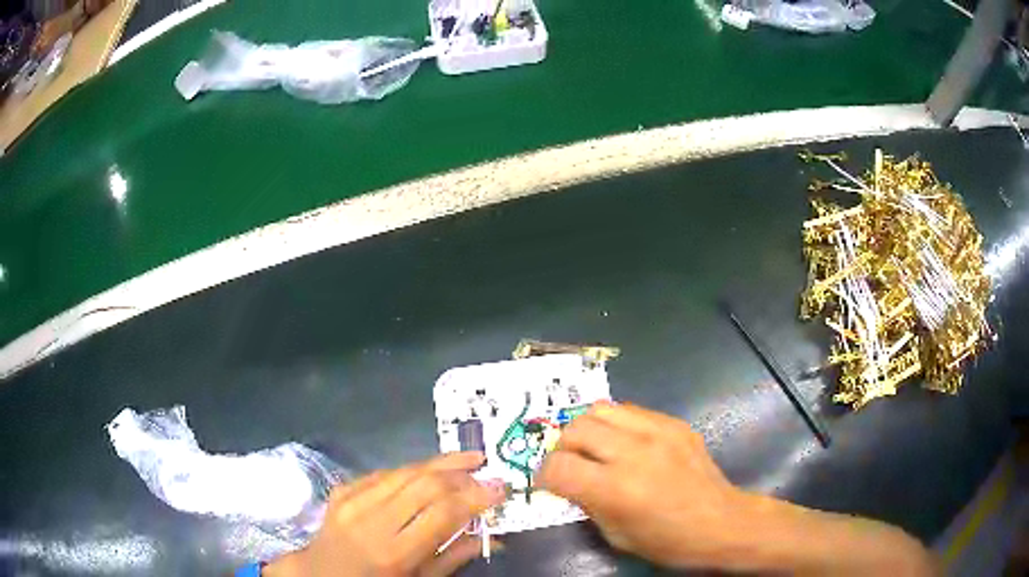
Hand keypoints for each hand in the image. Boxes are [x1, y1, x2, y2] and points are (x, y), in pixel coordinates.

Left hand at [265, 452, 504, 576]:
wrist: (321, 574)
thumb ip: (454, 558)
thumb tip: (493, 536)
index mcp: (394, 553)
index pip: (442, 513)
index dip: (475, 496)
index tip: (500, 487)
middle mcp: (371, 521)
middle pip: (425, 484)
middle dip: (460, 473)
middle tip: (485, 470)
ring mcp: (351, 501)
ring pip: (404, 471)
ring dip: (439, 463)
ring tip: (467, 459)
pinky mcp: (341, 490)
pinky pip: (383, 473)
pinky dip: (410, 470)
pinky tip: (427, 471)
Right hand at [538, 402, 745, 568]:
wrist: (722, 522)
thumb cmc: (667, 541)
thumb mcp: (616, 535)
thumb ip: (587, 503)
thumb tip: (568, 482)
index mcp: (616, 489)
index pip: (558, 467)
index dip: (544, 476)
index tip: (549, 484)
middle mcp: (633, 453)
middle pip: (575, 429)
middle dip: (562, 448)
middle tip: (570, 464)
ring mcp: (657, 431)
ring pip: (600, 409)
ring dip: (587, 429)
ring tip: (594, 447)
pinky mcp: (674, 423)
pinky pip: (631, 410)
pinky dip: (617, 424)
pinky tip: (625, 443)